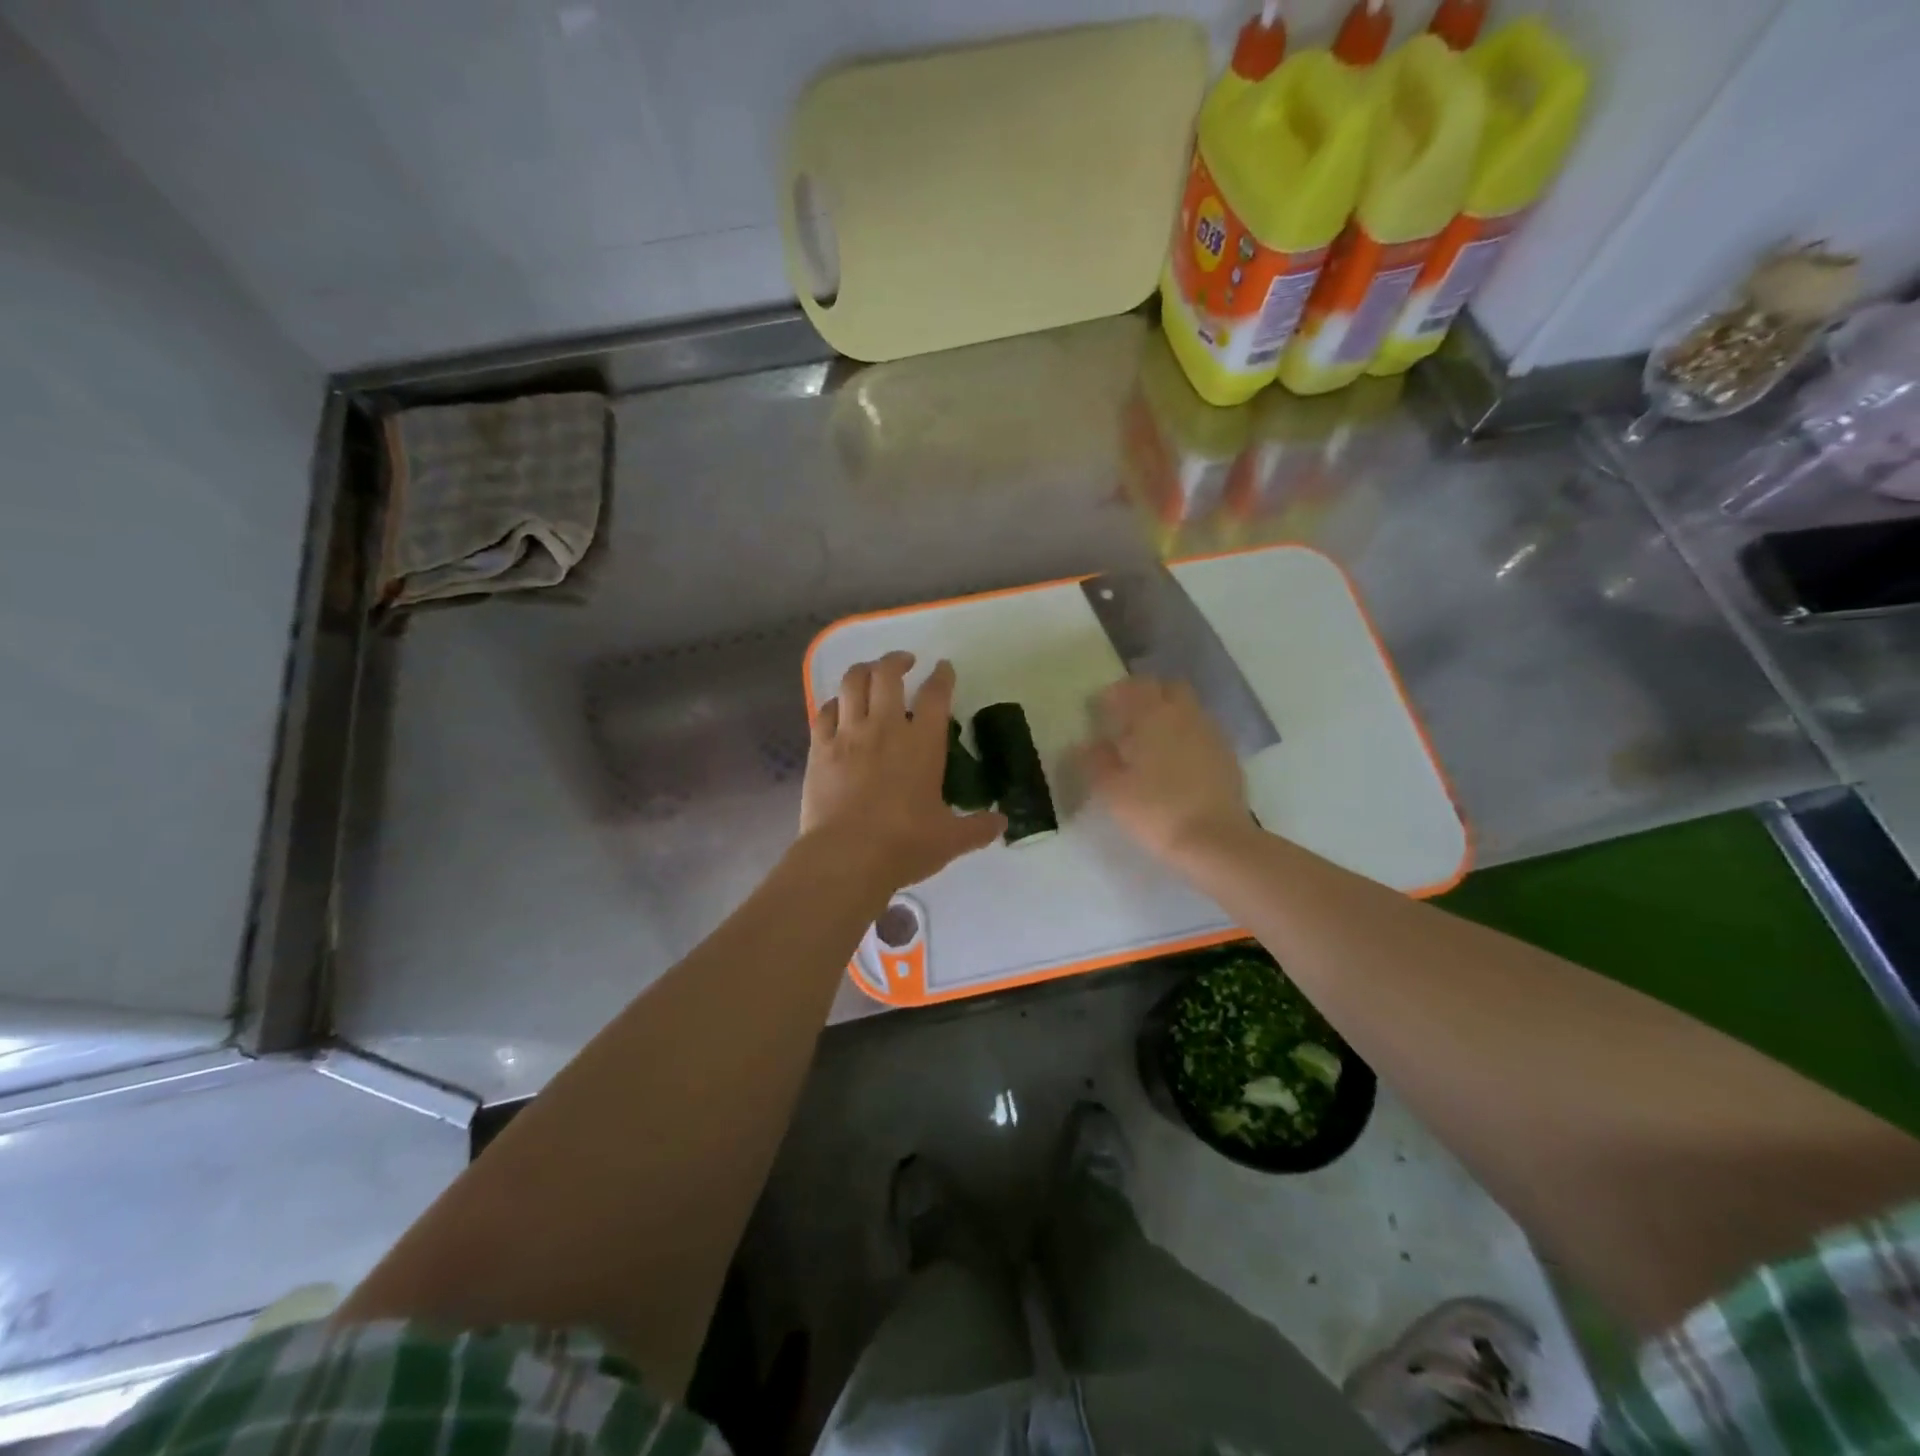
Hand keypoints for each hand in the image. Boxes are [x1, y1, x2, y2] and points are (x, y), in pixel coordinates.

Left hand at [802, 652, 1005, 889]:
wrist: (847, 857)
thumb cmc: (904, 844)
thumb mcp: (950, 839)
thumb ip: (978, 828)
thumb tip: (1002, 823)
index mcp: (922, 743)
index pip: (935, 695)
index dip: (942, 676)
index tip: (944, 668)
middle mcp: (884, 728)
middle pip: (887, 674)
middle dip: (897, 660)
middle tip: (905, 662)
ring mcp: (848, 735)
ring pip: (852, 683)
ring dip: (863, 670)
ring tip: (870, 672)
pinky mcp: (819, 749)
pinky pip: (824, 712)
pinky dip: (834, 703)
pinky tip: (838, 708)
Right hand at [1079, 677, 1248, 862]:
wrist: (1215, 840)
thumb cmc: (1156, 809)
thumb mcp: (1112, 790)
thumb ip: (1096, 761)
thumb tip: (1087, 744)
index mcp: (1155, 715)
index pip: (1136, 686)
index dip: (1116, 693)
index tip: (1101, 708)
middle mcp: (1186, 715)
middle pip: (1169, 689)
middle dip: (1149, 696)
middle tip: (1129, 719)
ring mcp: (1212, 735)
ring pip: (1189, 711)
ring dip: (1170, 717)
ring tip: (1151, 744)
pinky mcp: (1228, 757)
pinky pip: (1203, 734)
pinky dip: (1187, 739)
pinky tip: (1176, 765)